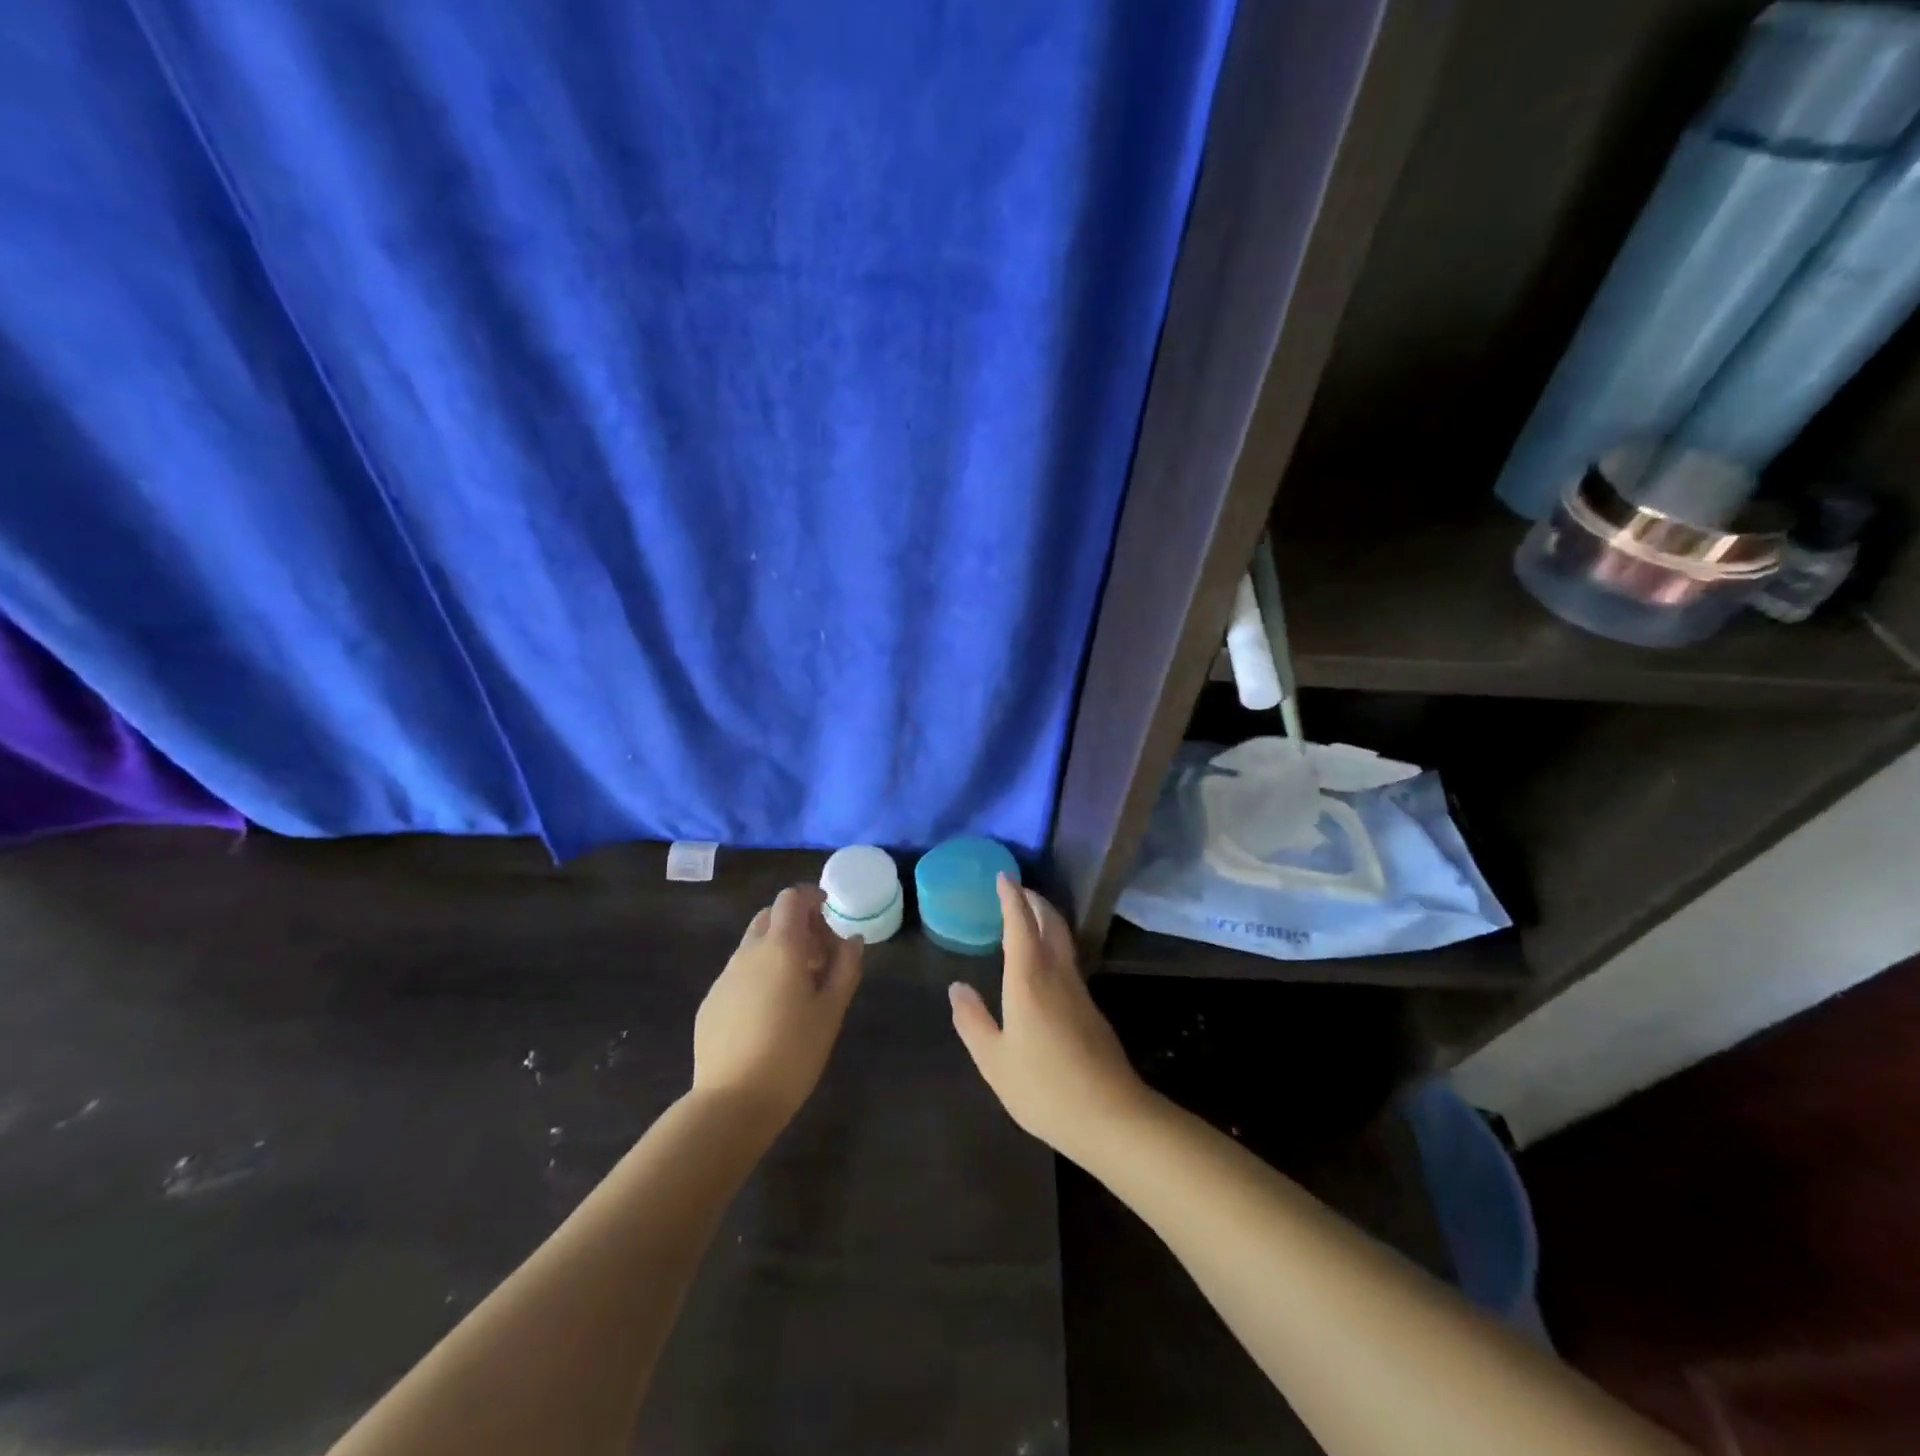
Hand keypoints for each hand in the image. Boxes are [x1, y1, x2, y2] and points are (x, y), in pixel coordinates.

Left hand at [692, 885, 861, 1131]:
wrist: (732, 1102)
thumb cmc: (793, 1053)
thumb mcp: (831, 1010)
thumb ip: (845, 967)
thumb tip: (852, 939)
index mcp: (781, 947)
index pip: (791, 898)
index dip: (812, 898)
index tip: (830, 915)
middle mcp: (748, 953)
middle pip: (771, 917)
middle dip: (797, 925)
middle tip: (820, 956)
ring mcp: (725, 977)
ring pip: (753, 946)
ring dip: (778, 950)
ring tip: (798, 988)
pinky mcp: (711, 1002)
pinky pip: (739, 973)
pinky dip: (759, 975)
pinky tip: (770, 1013)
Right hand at [949, 875, 1152, 1163]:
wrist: (1110, 1116)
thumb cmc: (1044, 1087)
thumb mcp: (994, 1060)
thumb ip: (973, 1021)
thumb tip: (957, 988)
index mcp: (1029, 979)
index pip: (1020, 924)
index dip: (1011, 898)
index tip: (1003, 877)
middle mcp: (1057, 974)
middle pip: (1050, 923)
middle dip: (1034, 901)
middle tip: (1018, 890)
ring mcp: (1079, 991)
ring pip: (1063, 940)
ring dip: (1047, 920)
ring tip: (1029, 917)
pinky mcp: (1091, 1009)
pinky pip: (1068, 961)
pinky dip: (1054, 945)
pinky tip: (1045, 964)